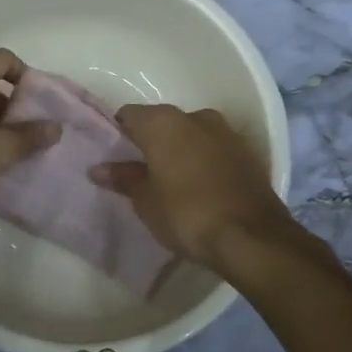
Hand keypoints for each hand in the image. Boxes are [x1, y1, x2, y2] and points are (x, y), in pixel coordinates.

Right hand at [92, 104, 294, 269]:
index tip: (114, 156)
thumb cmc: (187, 214)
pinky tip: (199, 186)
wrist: (252, 237)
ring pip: (191, 134)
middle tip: (140, 172)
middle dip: (150, 142)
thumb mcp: (146, 201)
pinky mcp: (247, 152)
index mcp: (163, 122)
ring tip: (171, 181)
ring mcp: (226, 132)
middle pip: (162, 122)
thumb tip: (99, 168)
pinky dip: (203, 161)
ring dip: (180, 150)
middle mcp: (195, 116)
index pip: (129, 115)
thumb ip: (123, 179)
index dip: (118, 133)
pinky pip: (214, 149)